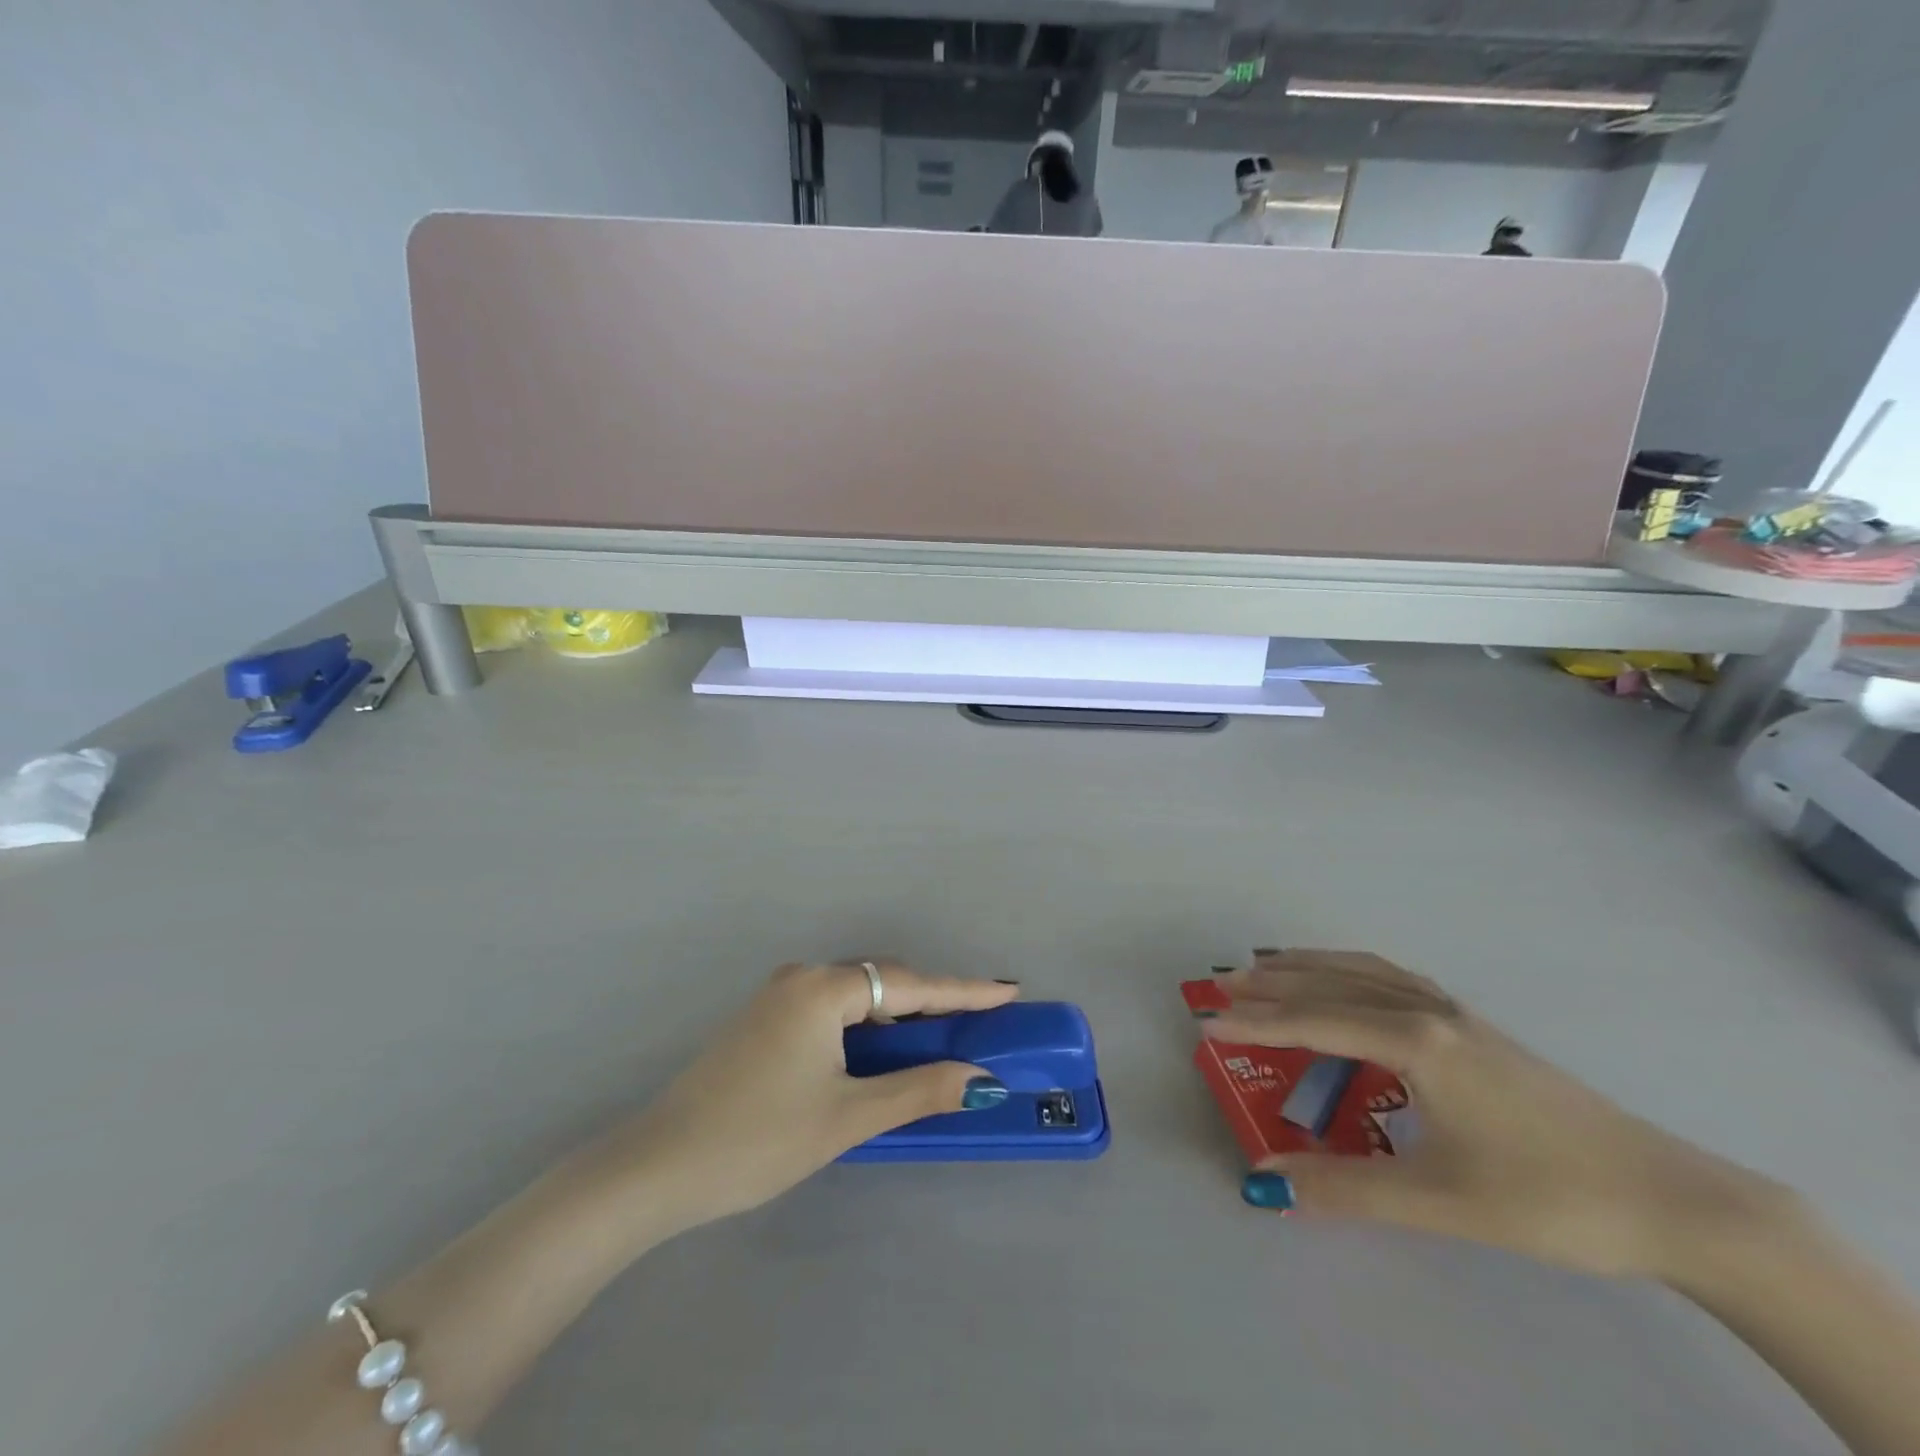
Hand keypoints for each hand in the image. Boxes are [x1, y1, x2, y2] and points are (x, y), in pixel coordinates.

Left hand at [615, 962, 1018, 1236]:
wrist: (658, 1166)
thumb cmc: (760, 1138)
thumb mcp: (848, 1116)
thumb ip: (919, 1090)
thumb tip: (981, 1079)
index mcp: (824, 989)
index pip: (912, 985)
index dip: (963, 992)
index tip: (1008, 991)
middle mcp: (802, 978)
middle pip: (884, 982)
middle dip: (931, 1002)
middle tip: (977, 1022)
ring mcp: (778, 997)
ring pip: (856, 996)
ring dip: (898, 1016)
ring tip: (937, 1040)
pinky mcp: (763, 1020)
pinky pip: (831, 1010)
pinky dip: (865, 1026)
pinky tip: (878, 1052)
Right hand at [1207, 951, 1775, 1278]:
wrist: (1670, 1197)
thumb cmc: (1549, 1197)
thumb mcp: (1440, 1200)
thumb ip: (1346, 1187)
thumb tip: (1268, 1182)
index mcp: (1416, 1042)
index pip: (1314, 1022)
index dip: (1257, 1024)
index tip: (1208, 1023)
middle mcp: (1427, 1010)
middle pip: (1330, 984)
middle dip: (1270, 985)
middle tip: (1218, 987)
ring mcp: (1453, 1011)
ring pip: (1362, 971)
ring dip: (1307, 967)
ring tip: (1263, 968)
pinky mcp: (1472, 1023)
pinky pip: (1390, 977)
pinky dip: (1348, 969)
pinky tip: (1344, 981)